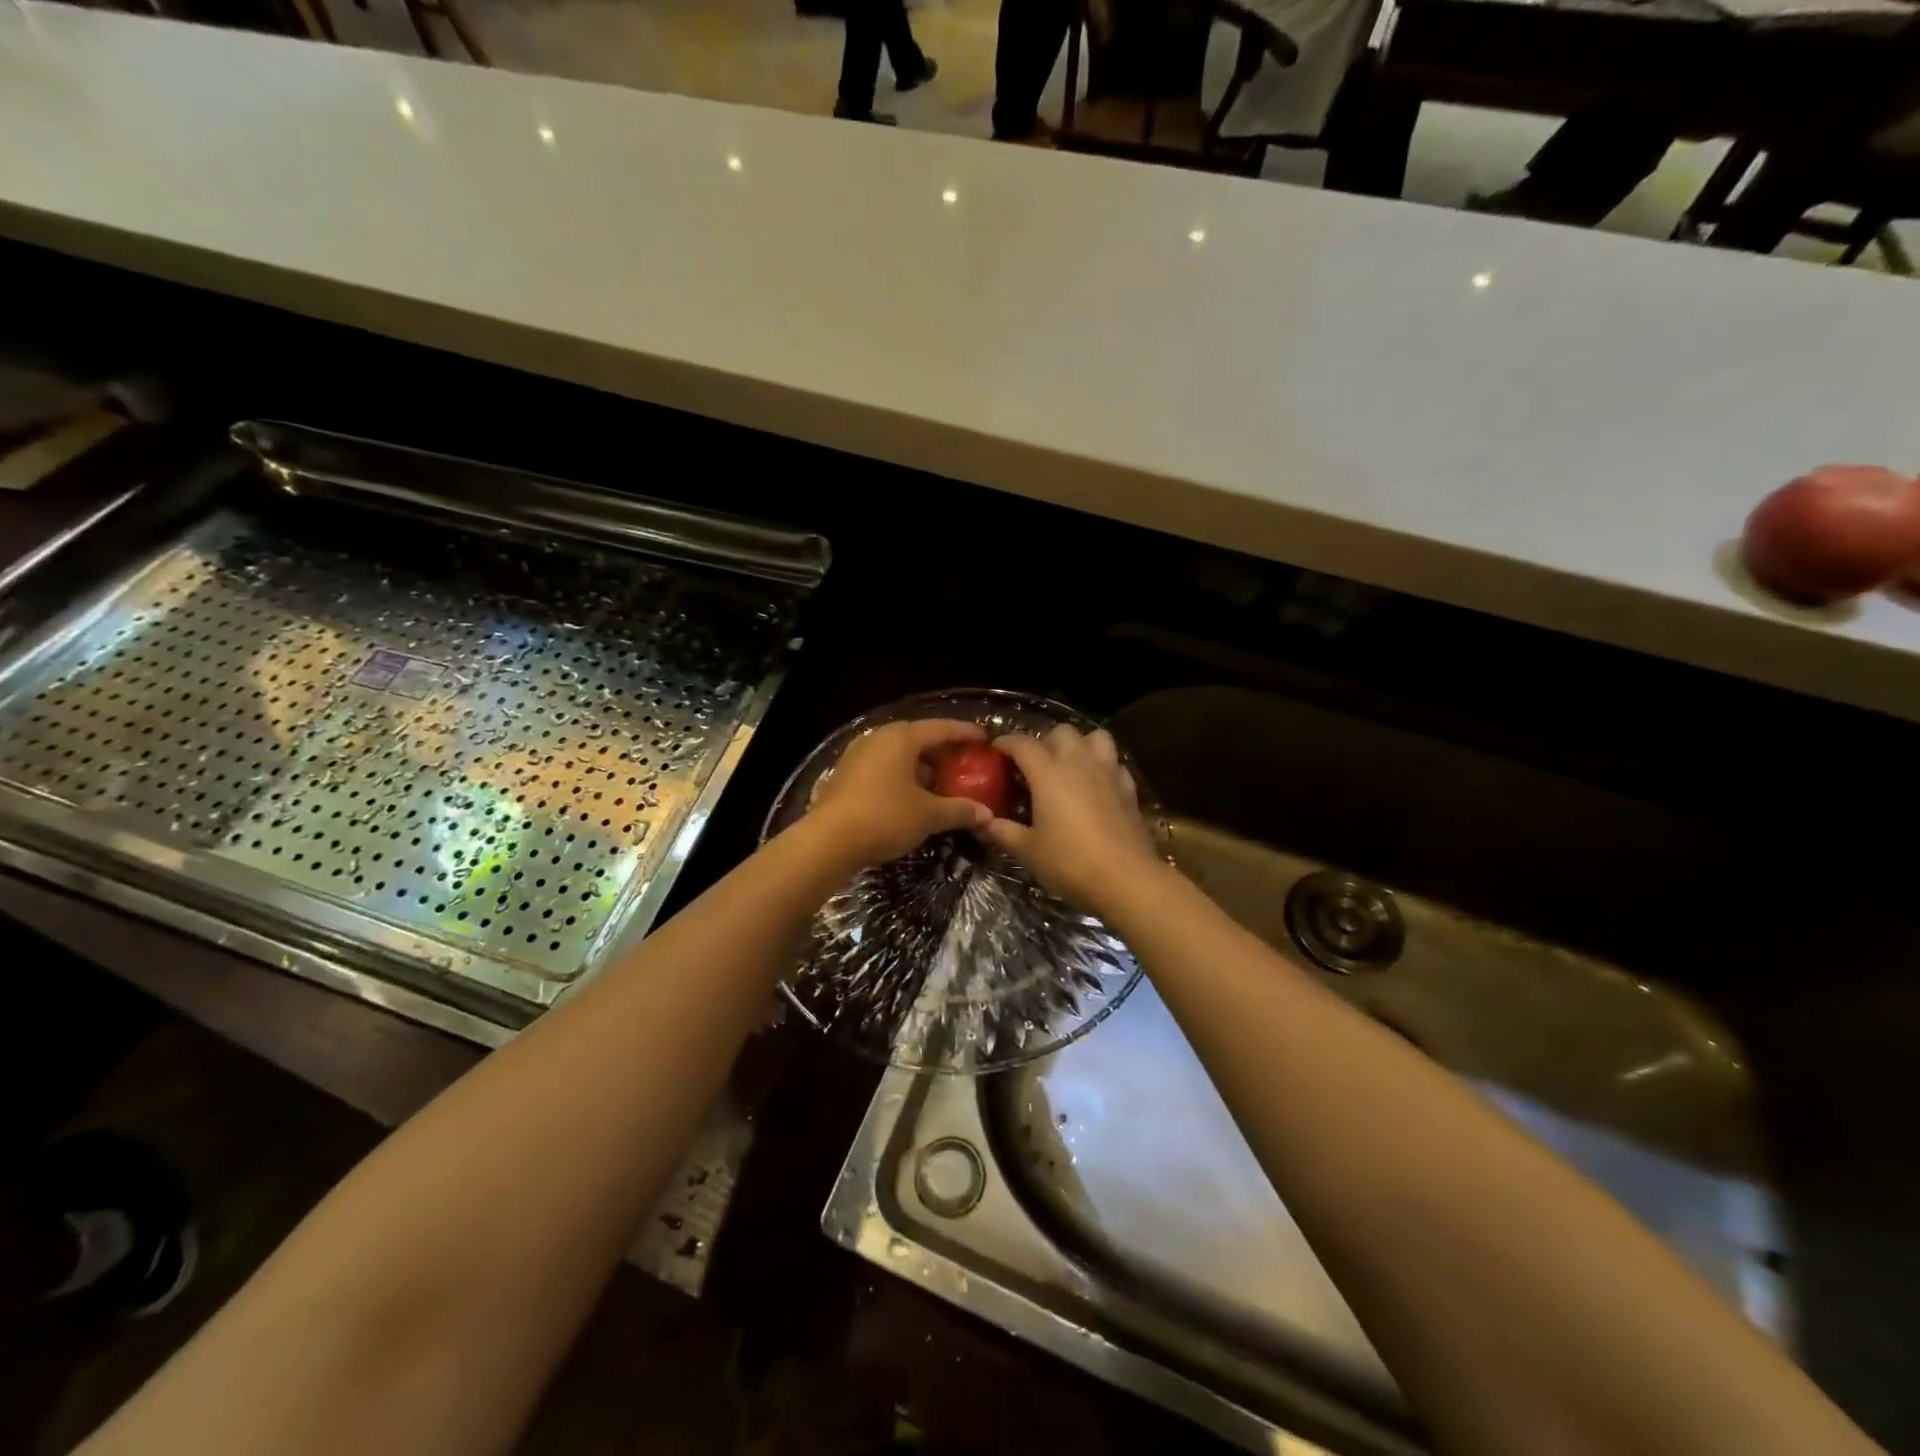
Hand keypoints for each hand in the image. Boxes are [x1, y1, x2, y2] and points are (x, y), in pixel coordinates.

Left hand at [807, 718, 993, 870]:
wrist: (828, 841)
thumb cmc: (884, 817)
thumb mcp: (928, 815)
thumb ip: (959, 810)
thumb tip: (987, 814)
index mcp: (901, 738)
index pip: (941, 728)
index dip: (965, 733)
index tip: (984, 738)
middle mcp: (878, 738)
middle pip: (918, 738)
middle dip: (942, 751)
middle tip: (964, 763)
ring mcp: (857, 755)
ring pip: (898, 754)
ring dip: (920, 766)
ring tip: (940, 783)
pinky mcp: (845, 775)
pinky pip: (882, 768)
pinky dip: (901, 777)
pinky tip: (912, 796)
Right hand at [982, 725, 1163, 914]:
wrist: (1126, 879)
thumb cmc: (1070, 862)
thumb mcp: (1027, 850)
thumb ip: (1002, 831)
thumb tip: (982, 822)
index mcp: (1048, 772)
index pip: (1022, 743)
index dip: (1005, 743)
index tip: (995, 751)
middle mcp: (1079, 762)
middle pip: (1061, 732)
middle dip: (1044, 741)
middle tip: (1034, 765)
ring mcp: (1108, 772)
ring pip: (1094, 737)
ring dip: (1079, 744)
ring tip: (1069, 765)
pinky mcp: (1128, 787)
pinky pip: (1114, 762)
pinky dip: (1102, 765)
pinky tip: (1096, 785)